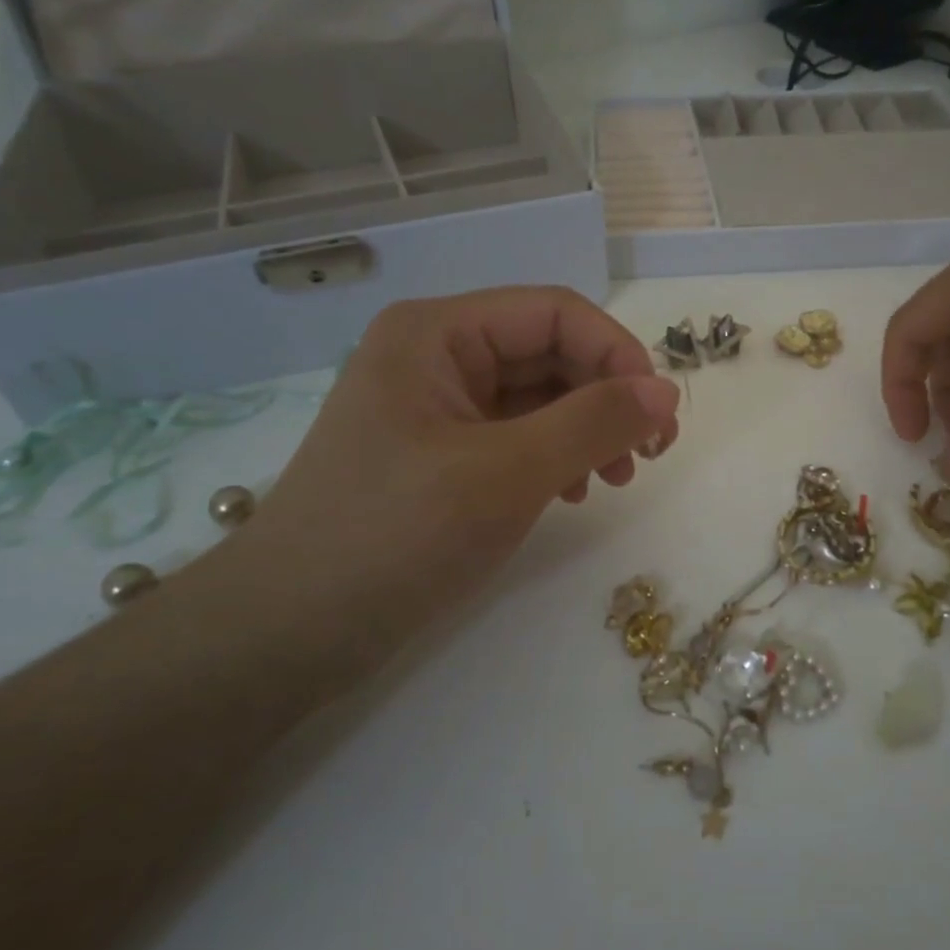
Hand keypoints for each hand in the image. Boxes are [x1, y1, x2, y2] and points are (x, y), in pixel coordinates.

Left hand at [228, 287, 680, 647]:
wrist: (284, 636)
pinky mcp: (439, 453)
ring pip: (538, 396)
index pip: (555, 313)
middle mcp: (436, 356)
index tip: (659, 416)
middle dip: (605, 397)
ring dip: (587, 430)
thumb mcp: (506, 474)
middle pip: (549, 352)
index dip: (617, 354)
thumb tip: (666, 391)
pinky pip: (516, 435)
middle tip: (649, 456)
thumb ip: (593, 423)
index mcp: (438, 333)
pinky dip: (555, 457)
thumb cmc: (392, 537)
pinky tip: (572, 494)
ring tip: (614, 481)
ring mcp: (436, 407)